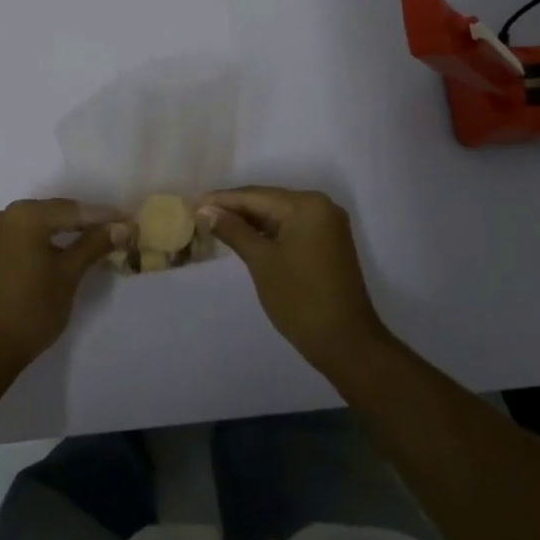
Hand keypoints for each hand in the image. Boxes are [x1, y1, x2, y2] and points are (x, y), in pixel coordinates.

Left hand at [0, 199, 126, 378]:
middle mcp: (6, 214)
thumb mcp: (69, 275)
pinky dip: (48, 240)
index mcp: (25, 215)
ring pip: (41, 224)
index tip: (131, 220)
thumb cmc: (32, 309)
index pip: (74, 210)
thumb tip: (123, 226)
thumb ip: (95, 245)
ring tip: (99, 239)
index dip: (105, 216)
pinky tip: (68, 249)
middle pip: (56, 213)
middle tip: (118, 229)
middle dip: (87, 222)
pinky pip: (26, 235)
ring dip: (68, 231)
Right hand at [198, 187, 391, 375]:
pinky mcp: (328, 242)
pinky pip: (291, 227)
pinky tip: (244, 236)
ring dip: (250, 220)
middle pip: (268, 201)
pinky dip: (268, 231)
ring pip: (279, 214)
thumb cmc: (300, 300)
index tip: (192, 203)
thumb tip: (206, 210)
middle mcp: (320, 206)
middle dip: (234, 208)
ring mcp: (327, 224)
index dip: (221, 200)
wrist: (347, 343)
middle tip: (199, 212)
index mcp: (306, 205)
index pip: (255, 195)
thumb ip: (233, 230)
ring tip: (214, 223)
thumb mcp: (261, 262)